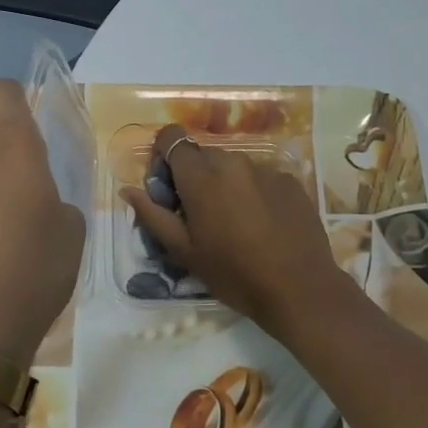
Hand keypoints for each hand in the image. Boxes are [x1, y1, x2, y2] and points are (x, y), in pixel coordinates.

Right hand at [122, 125, 350, 336]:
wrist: (299, 289)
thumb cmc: (233, 274)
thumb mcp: (184, 252)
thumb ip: (153, 216)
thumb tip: (128, 190)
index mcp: (201, 176)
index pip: (172, 137)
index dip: (163, 156)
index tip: (167, 188)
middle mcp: (233, 162)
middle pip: (202, 154)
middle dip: (193, 176)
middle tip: (198, 214)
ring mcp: (266, 169)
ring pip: (232, 166)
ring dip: (224, 184)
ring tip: (234, 223)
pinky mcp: (291, 181)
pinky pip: (260, 177)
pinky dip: (253, 192)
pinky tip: (262, 225)